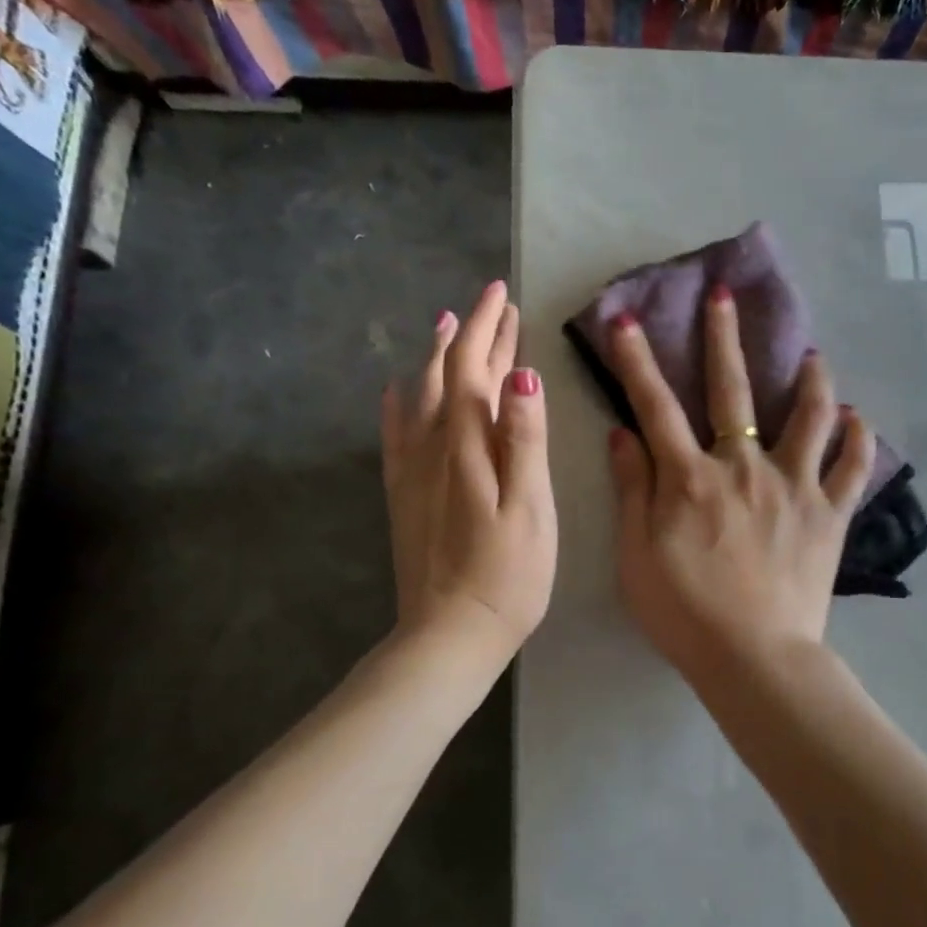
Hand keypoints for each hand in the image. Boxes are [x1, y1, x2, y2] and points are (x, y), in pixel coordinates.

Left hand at [381, 281, 555, 663]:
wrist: (450, 634)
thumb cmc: (508, 575)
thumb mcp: (531, 507)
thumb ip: (525, 439)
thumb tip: (521, 374)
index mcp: (470, 445)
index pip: (477, 367)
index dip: (489, 326)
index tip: (502, 292)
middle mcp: (434, 447)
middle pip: (451, 374)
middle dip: (472, 333)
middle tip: (490, 302)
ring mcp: (414, 471)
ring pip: (424, 396)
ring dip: (438, 357)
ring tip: (445, 324)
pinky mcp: (404, 496)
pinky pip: (396, 436)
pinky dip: (399, 405)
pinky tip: (396, 392)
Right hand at [605, 284, 874, 681]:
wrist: (753, 657)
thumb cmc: (684, 611)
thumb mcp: (636, 555)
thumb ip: (632, 489)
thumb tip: (622, 433)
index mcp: (690, 478)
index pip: (656, 406)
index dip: (637, 361)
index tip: (625, 320)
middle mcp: (743, 467)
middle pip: (733, 391)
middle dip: (724, 338)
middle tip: (724, 296)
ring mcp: (794, 486)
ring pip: (808, 416)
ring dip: (810, 379)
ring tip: (813, 354)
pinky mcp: (830, 513)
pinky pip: (854, 467)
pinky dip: (858, 438)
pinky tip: (858, 418)